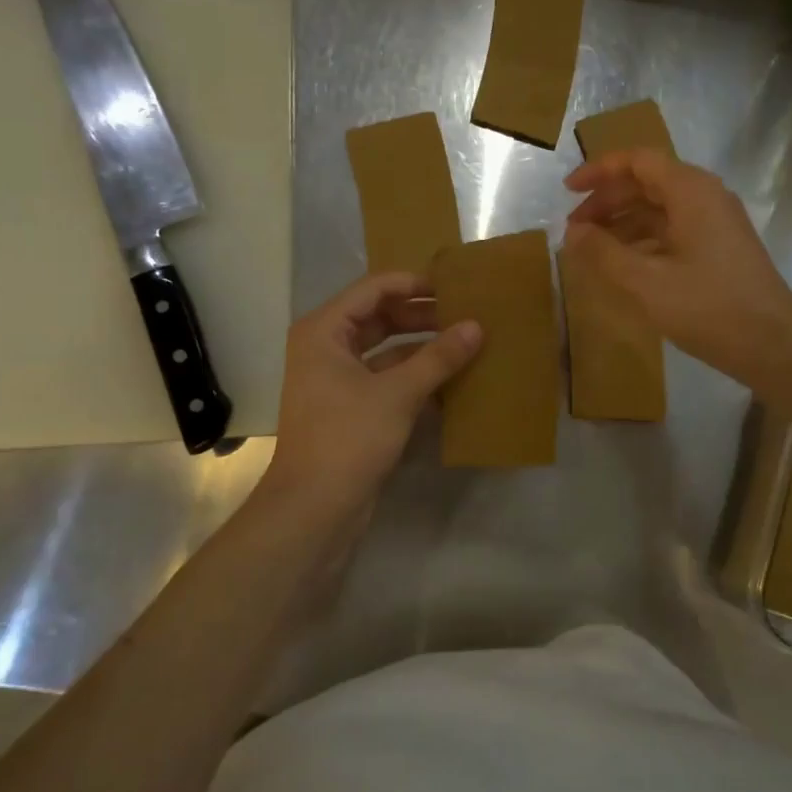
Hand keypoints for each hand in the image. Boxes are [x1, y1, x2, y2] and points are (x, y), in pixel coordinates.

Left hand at [261, 272, 481, 523]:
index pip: (375, 289)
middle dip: (422, 315)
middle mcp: (326, 347)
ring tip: (466, 342)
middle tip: (467, 313)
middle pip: (380, 316)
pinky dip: (415, 375)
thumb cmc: (349, 437)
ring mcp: (337, 379)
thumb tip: (476, 327)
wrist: (314, 507)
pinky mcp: (350, 407)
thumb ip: (439, 357)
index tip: (455, 287)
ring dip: (422, 346)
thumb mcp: (398, 393)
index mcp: (325, 330)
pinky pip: (386, 378)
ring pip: (386, 349)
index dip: (415, 284)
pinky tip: (451, 379)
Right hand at [563, 149, 791, 387]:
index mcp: (690, 191)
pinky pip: (673, 231)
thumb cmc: (708, 307)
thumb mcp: (646, 282)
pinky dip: (644, 241)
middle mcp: (705, 197)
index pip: (637, 161)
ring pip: (660, 210)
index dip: (598, 171)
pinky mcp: (720, 248)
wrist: (772, 344)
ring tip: (591, 249)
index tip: (567, 191)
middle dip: (607, 202)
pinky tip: (624, 265)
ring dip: (623, 224)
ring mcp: (716, 223)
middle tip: (574, 229)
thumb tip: (572, 233)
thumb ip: (604, 253)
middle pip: (647, 183)